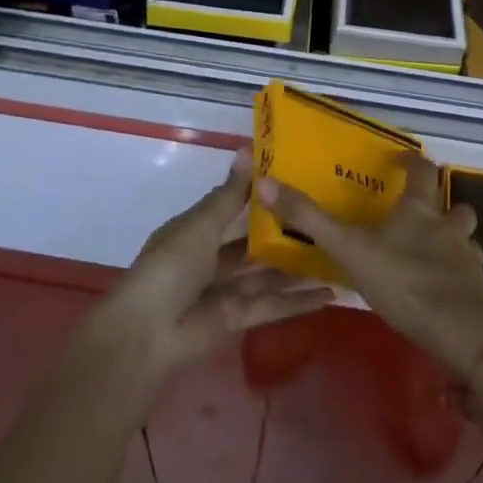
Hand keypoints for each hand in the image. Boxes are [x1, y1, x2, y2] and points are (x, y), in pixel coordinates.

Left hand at [97, 153, 334, 385]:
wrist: (146, 334)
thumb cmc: (170, 266)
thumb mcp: (201, 224)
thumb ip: (229, 194)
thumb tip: (247, 149)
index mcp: (197, 230)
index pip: (234, 207)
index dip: (262, 197)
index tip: (298, 182)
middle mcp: (211, 258)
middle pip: (253, 244)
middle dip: (284, 235)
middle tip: (327, 219)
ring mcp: (224, 291)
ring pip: (267, 275)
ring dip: (297, 268)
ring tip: (336, 255)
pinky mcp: (236, 321)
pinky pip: (270, 306)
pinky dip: (297, 302)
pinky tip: (328, 294)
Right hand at [257, 155, 482, 381]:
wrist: (460, 335)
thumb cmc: (404, 283)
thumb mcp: (349, 250)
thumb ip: (310, 220)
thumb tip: (266, 183)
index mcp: (419, 209)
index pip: (422, 169)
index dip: (412, 161)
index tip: (399, 160)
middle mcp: (448, 225)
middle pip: (453, 202)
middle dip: (440, 202)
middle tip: (417, 210)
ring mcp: (468, 257)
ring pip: (466, 236)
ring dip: (454, 236)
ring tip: (432, 248)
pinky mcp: (478, 289)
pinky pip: (471, 271)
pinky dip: (459, 272)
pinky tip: (442, 287)